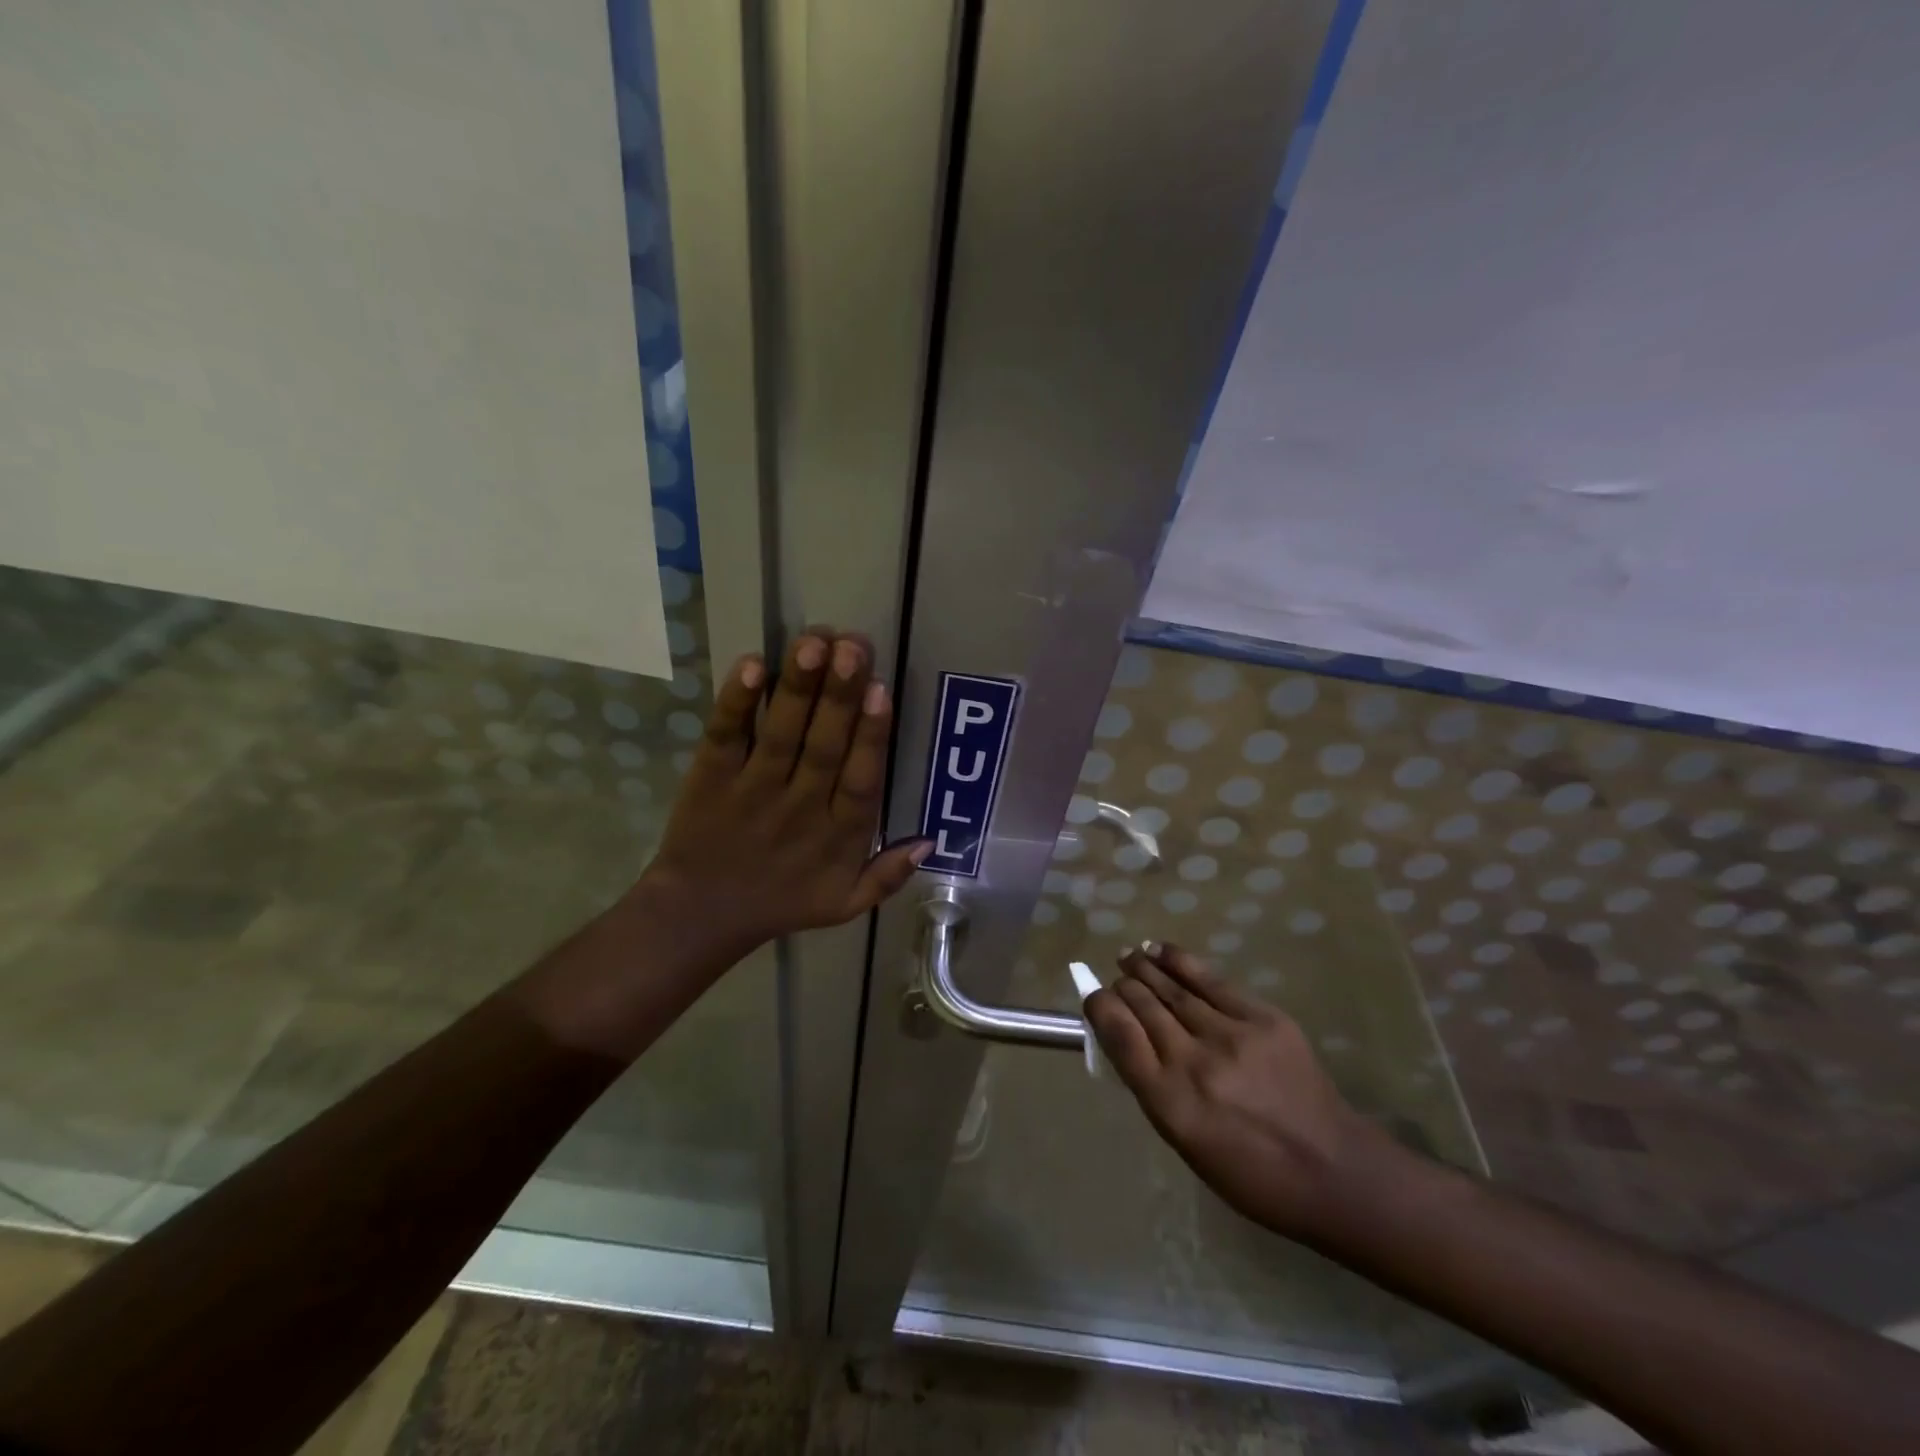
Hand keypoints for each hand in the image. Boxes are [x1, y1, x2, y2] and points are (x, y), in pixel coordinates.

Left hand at [636, 630, 929, 958]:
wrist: (701, 915)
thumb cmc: (782, 902)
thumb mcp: (845, 904)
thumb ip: (888, 875)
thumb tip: (931, 839)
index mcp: (838, 836)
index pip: (860, 781)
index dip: (871, 736)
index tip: (880, 691)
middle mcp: (798, 808)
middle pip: (823, 747)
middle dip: (839, 695)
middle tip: (852, 646)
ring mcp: (751, 790)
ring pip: (779, 734)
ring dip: (798, 687)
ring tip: (813, 643)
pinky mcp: (710, 777)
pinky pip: (725, 736)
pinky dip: (736, 702)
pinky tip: (753, 665)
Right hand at [1085, 943, 1390, 1242]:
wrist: (1333, 1170)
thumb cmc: (1251, 1174)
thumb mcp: (1185, 1142)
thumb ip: (1152, 1086)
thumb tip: (1127, 1038)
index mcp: (1170, 1103)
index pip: (1119, 1036)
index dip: (1099, 1008)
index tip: (1093, 998)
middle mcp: (1194, 1062)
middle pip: (1143, 1006)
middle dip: (1123, 988)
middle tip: (1117, 980)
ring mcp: (1231, 1035)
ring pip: (1172, 988)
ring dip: (1144, 968)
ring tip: (1130, 955)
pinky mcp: (1263, 1018)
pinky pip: (1210, 980)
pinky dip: (1179, 961)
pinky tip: (1161, 951)